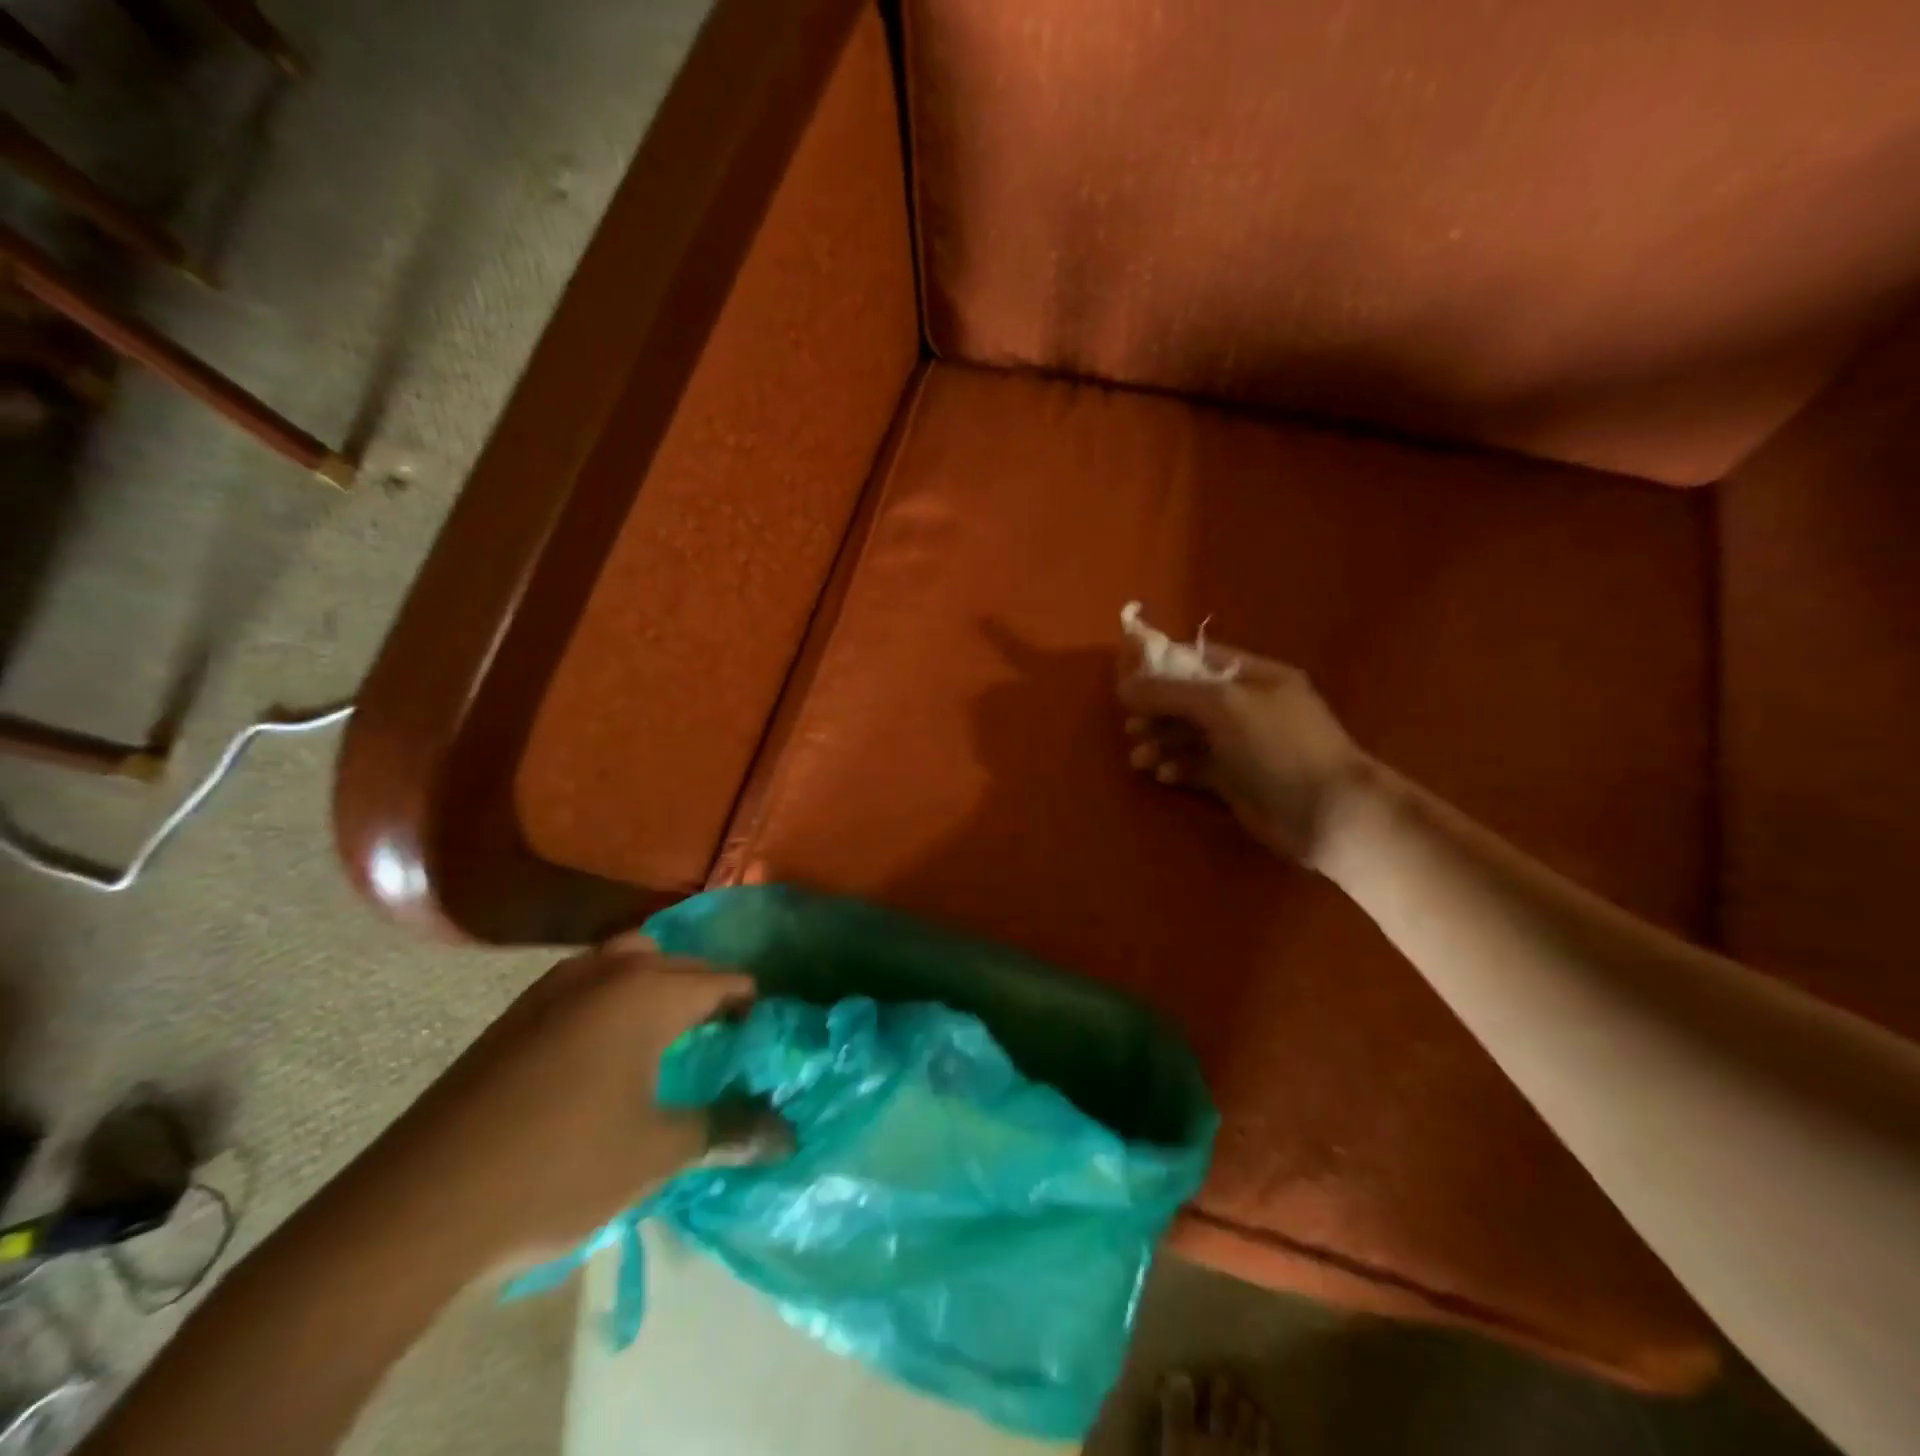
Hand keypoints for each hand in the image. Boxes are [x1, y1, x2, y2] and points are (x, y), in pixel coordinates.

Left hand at [363, 937, 756, 1266]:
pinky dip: (614, 994)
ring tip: (670, 1029)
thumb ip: (725, 1130)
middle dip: (708, 987)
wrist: (417, 1210)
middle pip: (677, 962)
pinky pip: (586, 982)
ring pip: (625, 960)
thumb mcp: (655, 1154)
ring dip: (657, 982)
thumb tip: (786, 1135)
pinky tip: (607, 1046)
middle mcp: (605, 974)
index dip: (751, 1002)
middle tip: (726, 1030)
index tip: (766, 1030)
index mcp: (647, 994)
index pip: (722, 981)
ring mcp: (553, 989)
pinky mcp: (515, 1015)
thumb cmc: (558, 1170)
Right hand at [1119, 642, 1366, 866]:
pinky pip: (1196, 766)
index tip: (1125, 680)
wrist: (1328, 813)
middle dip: (1156, 711)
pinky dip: (1176, 767)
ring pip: (1188, 735)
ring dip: (1160, 742)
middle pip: (1188, 699)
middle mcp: (1247, 706)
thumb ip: (1171, 692)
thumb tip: (1124, 685)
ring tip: (1140, 759)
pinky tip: (1162, 775)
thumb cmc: (1278, 746)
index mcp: (1253, 676)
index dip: (1160, 667)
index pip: (1198, 659)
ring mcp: (1242, 745)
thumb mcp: (1223, 706)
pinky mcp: (1236, 780)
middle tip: (1131, 727)